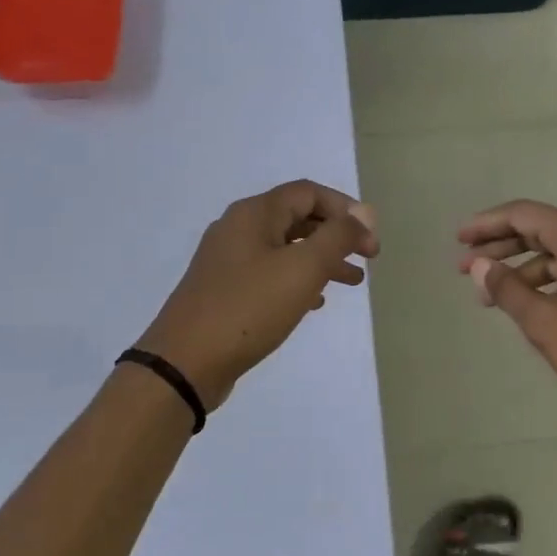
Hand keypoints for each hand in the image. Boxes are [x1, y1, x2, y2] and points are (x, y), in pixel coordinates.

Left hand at [139, 180, 377, 409]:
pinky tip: (314, 303)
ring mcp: (228, 261)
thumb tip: (363, 215)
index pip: (309, 193)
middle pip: (298, 218)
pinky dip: (298, 281)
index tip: (371, 241)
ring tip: (352, 282)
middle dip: (337, 236)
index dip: (346, 210)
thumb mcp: (302, 268)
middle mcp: (238, 229)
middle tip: (367, 260)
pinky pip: (270, 274)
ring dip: (322, 260)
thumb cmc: (249, 309)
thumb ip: (337, 237)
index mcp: (254, 214)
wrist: (185, 363)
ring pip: (286, 249)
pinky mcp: (225, 291)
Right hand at [458, 200, 556, 445]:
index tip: (458, 240)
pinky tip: (528, 304)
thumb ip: (508, 290)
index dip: (487, 224)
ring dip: (522, 268)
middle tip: (466, 267)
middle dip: (501, 246)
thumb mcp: (546, 323)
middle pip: (541, 229)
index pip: (525, 214)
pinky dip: (547, 281)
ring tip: (490, 296)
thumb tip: (480, 266)